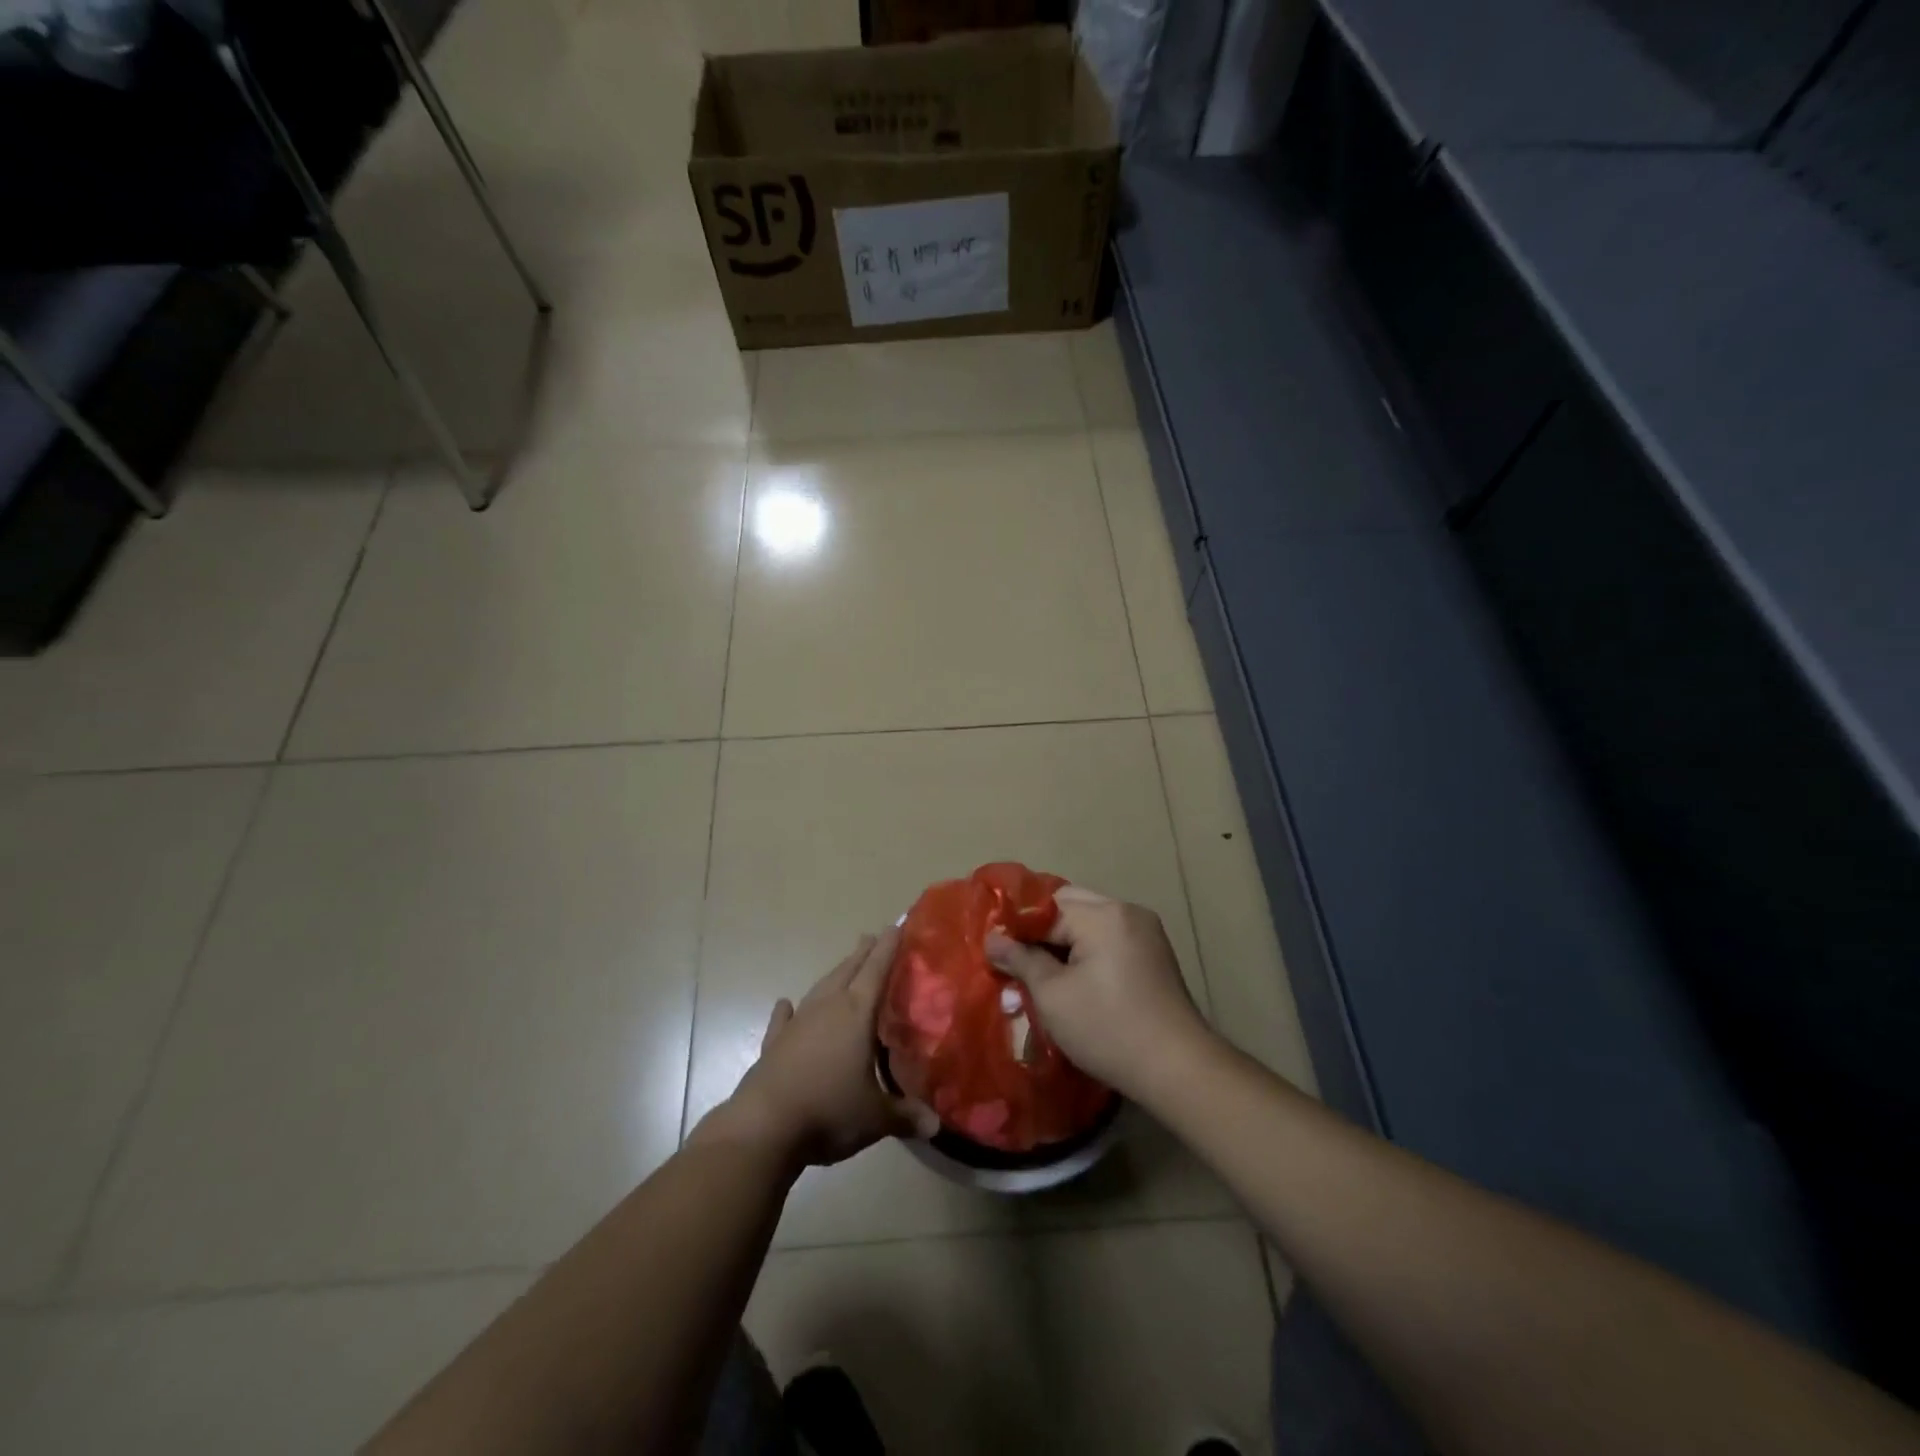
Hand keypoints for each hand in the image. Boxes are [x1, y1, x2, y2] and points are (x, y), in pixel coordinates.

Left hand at [698, 929, 937, 1168]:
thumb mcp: (876, 1118)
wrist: (764, 1127)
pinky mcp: (773, 1045)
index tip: (896, 925)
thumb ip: (906, 1115)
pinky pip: (783, 1020)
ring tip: (845, 965)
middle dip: (862, 954)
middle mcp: (827, 1009)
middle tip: (872, 937)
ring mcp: (797, 1024)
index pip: (876, 971)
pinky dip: (787, 1011)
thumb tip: (936, 1125)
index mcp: (856, 1014)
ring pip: (820, 989)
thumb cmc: (829, 1111)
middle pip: (848, 972)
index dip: (888, 948)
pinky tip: (785, 1003)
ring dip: (834, 974)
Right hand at [986, 886, 1216, 1099]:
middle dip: (1042, 930)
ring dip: (1065, 939)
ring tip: (1044, 972)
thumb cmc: (1108, 1029)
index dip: (1017, 929)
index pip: (1044, 908)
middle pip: (1069, 905)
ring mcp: (1145, 930)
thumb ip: (1020, 960)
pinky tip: (1077, 978)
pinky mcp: (1155, 952)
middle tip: (1019, 961)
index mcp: (1102, 915)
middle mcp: (1126, 910)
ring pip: (1090, 919)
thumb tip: (992, 940)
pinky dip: (1089, 947)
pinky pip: (1110, 935)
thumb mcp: (1052, 996)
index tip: (995, 952)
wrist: (1178, 1068)